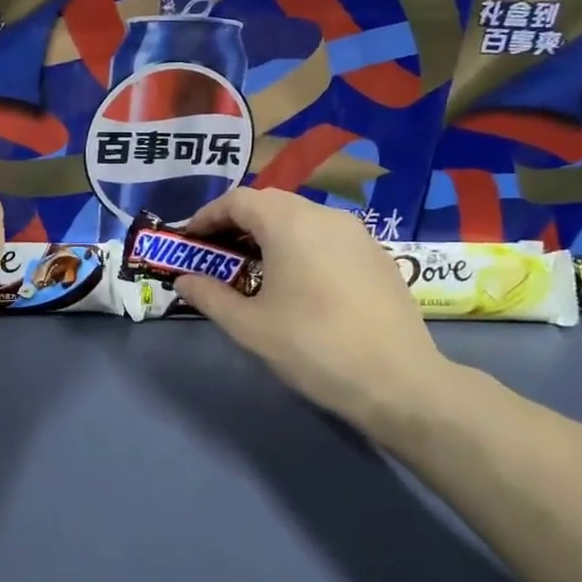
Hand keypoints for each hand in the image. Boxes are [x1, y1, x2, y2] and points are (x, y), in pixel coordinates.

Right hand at [171, 189, 455, 444]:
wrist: (399, 381)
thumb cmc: (313, 347)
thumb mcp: (249, 326)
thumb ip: (209, 296)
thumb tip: (183, 280)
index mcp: (288, 223)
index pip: (237, 200)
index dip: (208, 216)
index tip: (190, 240)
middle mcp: (324, 215)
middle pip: (269, 203)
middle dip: (237, 223)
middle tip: (218, 254)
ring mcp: (356, 233)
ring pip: (301, 217)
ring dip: (270, 233)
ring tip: (255, 268)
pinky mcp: (377, 254)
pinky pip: (327, 235)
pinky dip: (301, 244)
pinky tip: (299, 281)